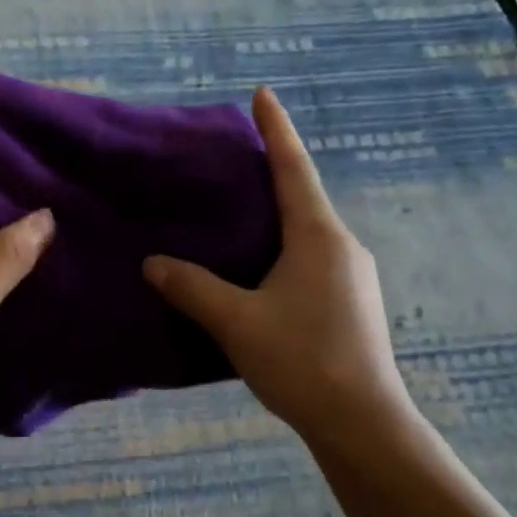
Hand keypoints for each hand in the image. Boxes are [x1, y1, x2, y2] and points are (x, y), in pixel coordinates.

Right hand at [143, 87, 412, 447]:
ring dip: (279, 220)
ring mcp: (354, 277)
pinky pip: (314, 261)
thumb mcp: (236, 322)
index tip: (263, 94)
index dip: (276, 130)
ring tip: (241, 219)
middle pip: (303, 199)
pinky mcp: (353, 304)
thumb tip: (154, 263)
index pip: (293, 169)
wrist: (362, 423)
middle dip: (273, 175)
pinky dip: (286, 252)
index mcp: (318, 237)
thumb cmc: (302, 360)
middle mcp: (343, 247)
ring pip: (309, 234)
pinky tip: (262, 275)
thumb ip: (193, 289)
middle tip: (236, 163)